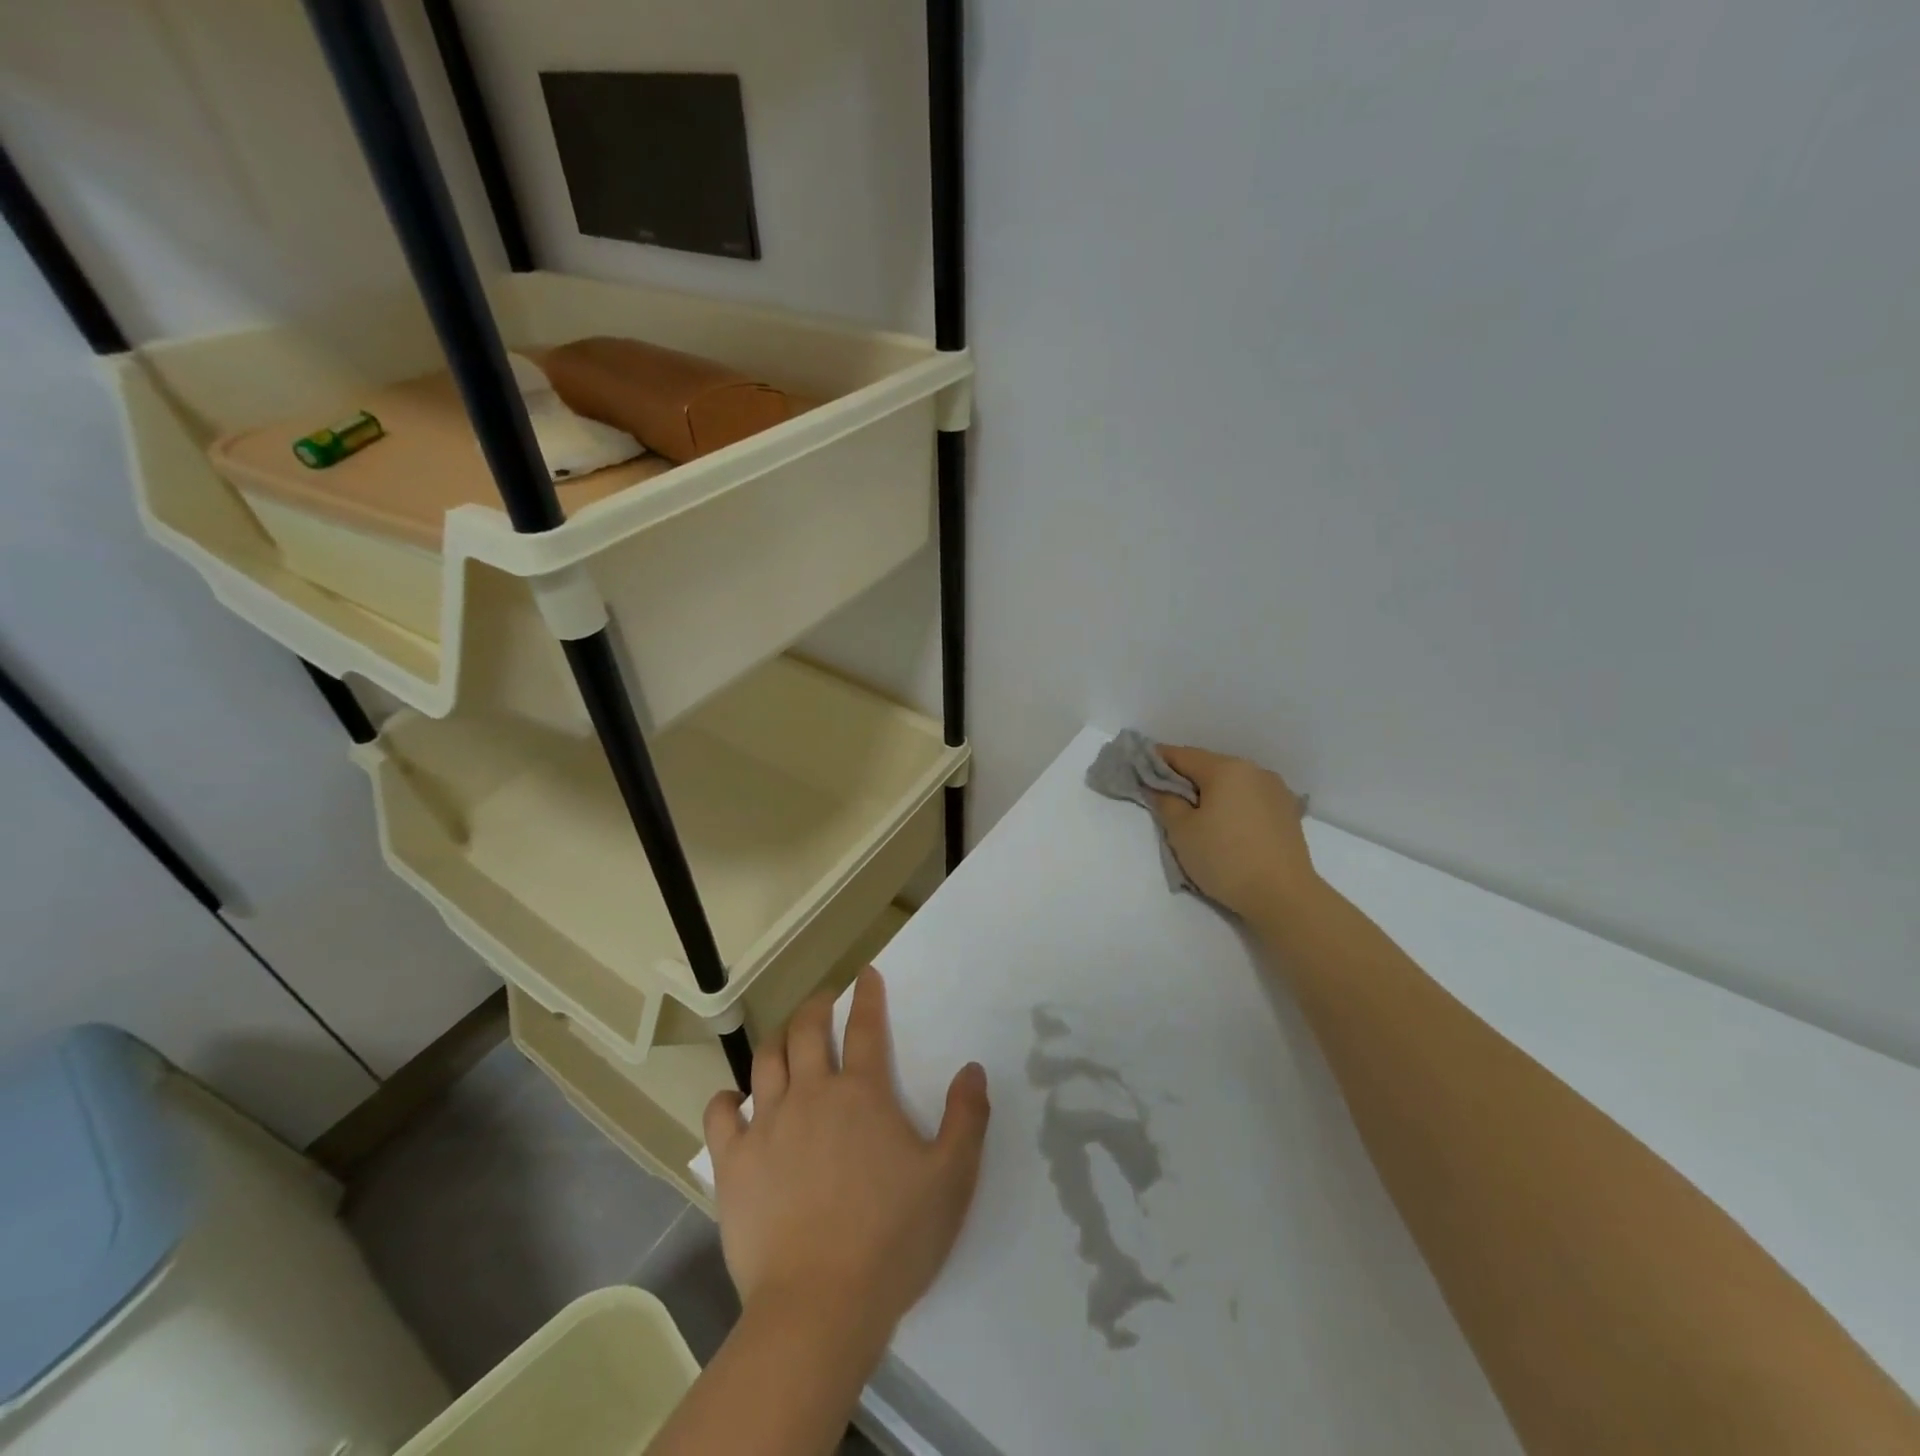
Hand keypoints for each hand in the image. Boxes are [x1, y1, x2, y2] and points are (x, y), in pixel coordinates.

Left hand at [704, 969, 990, 1354]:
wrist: (820, 1307)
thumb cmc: (892, 1240)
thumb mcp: (951, 1179)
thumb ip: (967, 1118)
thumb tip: (972, 1069)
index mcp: (862, 1093)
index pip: (866, 1027)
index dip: (867, 996)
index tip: (865, 975)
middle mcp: (812, 1094)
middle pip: (807, 1031)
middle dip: (816, 1006)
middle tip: (824, 1001)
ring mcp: (768, 1125)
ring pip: (767, 1060)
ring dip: (778, 1040)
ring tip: (787, 1038)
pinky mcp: (734, 1164)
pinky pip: (721, 1116)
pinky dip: (727, 1100)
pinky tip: (734, 1101)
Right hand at [1151, 745, 1317, 919]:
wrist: (1283, 896)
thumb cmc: (1225, 859)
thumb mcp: (1182, 831)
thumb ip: (1165, 801)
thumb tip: (1158, 787)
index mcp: (1226, 769)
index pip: (1182, 755)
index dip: (1157, 760)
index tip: (1139, 770)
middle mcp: (1254, 771)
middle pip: (1209, 766)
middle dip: (1185, 778)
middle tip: (1164, 797)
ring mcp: (1276, 790)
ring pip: (1232, 782)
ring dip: (1211, 792)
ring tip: (1196, 815)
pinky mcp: (1288, 812)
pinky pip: (1250, 798)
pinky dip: (1233, 804)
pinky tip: (1226, 824)